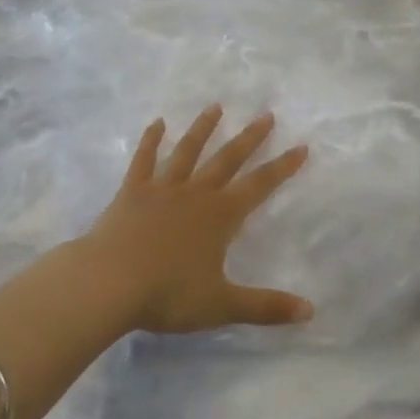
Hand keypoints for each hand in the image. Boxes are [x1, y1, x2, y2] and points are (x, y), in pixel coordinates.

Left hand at [78, 106, 312, 334]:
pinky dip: (150, 140)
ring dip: (203, 128)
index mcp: (221, 216)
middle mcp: (196, 193)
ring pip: (188, 151)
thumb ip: (266, 307)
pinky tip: (157, 123)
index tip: (301, 146)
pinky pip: (144, 160)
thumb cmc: (168, 294)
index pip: (260, 186)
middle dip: (250, 138)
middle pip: (228, 159)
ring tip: (215, 107)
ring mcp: (163, 188)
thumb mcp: (222, 305)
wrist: (109, 282)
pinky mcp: (132, 191)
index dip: (283, 167)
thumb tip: (310, 311)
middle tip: (266, 115)